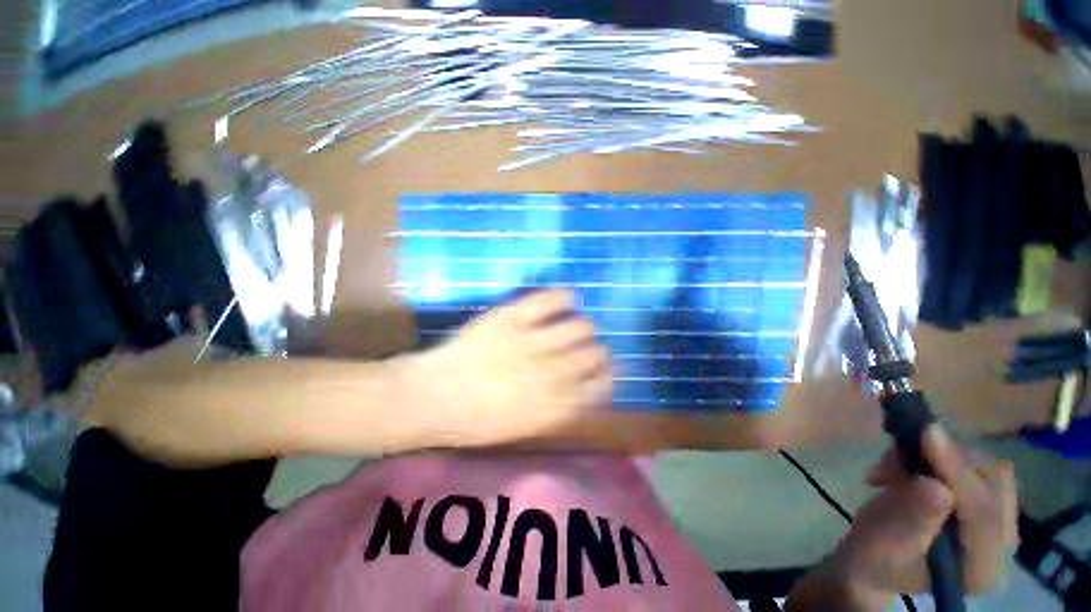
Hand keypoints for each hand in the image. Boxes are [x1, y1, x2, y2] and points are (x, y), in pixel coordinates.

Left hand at [400, 290, 612, 445]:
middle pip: (597, 353)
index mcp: (556, 406)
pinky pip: (552, 299)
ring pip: (582, 326)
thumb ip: (560, 409)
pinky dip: (564, 297)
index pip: (602, 385)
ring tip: (573, 326)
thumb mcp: (525, 428)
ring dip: (584, 326)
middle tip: (586, 347)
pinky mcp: (513, 318)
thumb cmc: (476, 421)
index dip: (608, 374)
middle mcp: (552, 374)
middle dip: (598, 350)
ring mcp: (533, 343)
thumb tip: (584, 389)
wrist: (432, 398)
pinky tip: (564, 301)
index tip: (603, 369)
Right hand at [824, 425, 1018, 606]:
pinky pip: (973, 463)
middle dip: (945, 461)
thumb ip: (912, 519)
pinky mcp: (985, 501)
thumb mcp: (882, 543)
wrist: (875, 559)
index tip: (927, 433)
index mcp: (982, 568)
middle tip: (895, 461)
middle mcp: (1002, 543)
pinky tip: (906, 466)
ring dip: (936, 456)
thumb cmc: (874, 558)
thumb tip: (935, 486)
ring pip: (984, 466)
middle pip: (994, 482)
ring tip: (893, 468)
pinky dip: (937, 455)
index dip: (958, 471)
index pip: (984, 512)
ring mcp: (998, 521)